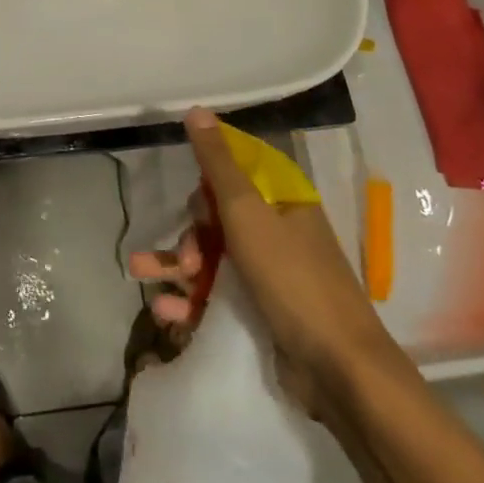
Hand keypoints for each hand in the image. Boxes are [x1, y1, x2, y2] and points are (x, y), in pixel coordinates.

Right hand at [129, 109, 393, 389]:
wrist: (339, 372)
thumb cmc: (292, 279)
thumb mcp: (247, 214)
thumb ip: (218, 163)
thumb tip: (197, 110)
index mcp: (282, 199)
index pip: (236, 170)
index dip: (207, 181)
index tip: (192, 198)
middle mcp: (278, 230)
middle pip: (218, 216)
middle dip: (192, 235)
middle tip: (186, 261)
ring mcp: (270, 273)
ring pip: (212, 256)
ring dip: (178, 267)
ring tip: (144, 278)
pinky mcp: (261, 311)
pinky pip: (217, 294)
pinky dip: (191, 301)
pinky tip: (166, 312)